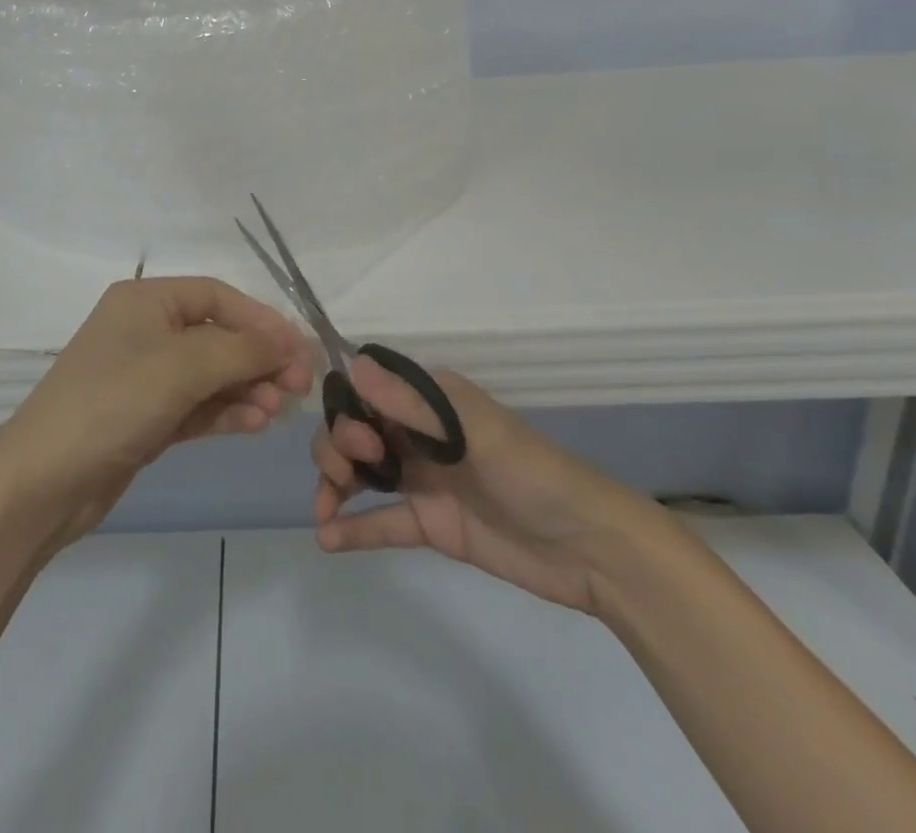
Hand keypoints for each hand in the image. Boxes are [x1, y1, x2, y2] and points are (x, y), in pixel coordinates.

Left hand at [0, 277, 312, 546]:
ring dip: (246, 388)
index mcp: (145, 300)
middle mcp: (145, 330)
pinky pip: (197, 405)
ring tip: (277, 411)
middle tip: (298, 387)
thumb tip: (291, 339)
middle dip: (258, 359)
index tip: (299, 348)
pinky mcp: (147, 416)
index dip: (261, 319)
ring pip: (211, 374)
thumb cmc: (113, 403)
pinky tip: (254, 424)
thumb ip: (241, 350)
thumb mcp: (181, 368)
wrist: (43, 482)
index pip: (217, 296)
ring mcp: (145, 376)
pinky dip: (225, 412)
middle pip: (217, 335)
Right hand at [312, 356, 668, 614]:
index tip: (359, 438)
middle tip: (353, 471)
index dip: (348, 410)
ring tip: (325, 508)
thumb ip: (412, 403)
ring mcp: (423, 480)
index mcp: (430, 400)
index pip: (368, 391)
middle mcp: (419, 433)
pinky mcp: (430, 524)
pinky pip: (382, 521)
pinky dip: (353, 528)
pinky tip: (327, 538)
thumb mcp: (473, 431)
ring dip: (335, 482)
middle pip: (356, 429)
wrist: (590, 549)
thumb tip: (353, 364)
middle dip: (339, 445)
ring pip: (361, 471)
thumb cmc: (532, 473)